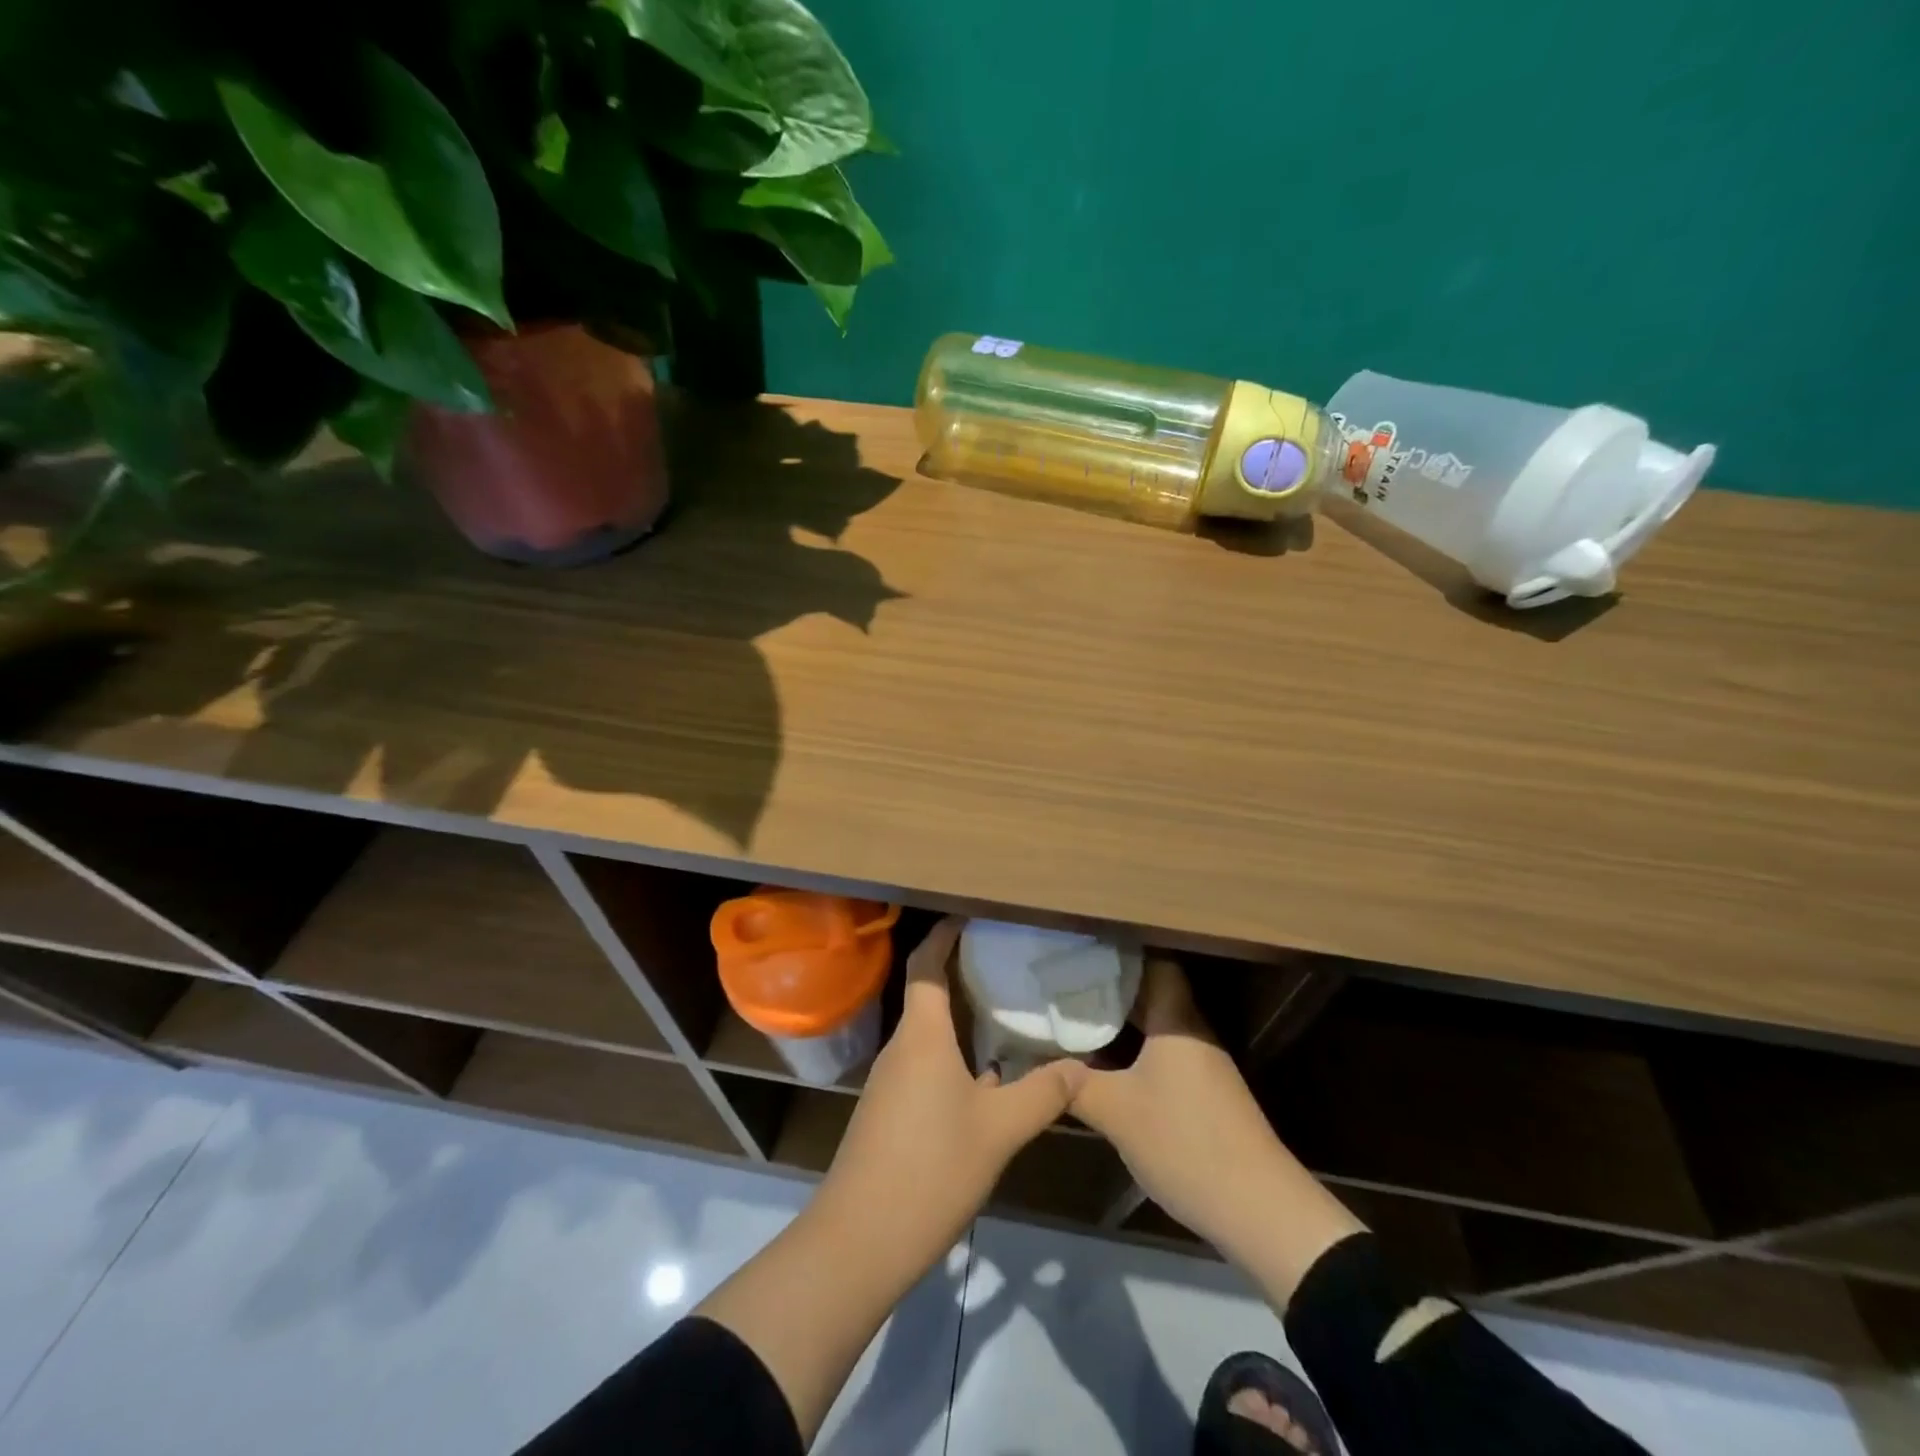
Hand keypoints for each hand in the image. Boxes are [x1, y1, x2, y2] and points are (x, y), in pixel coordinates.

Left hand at [818, 916, 1086, 1246]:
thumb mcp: (999, 1131)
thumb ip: (1042, 1094)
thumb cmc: (930, 1169)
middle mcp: (901, 1048)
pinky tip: (986, 1081)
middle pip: (927, 994)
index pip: (926, 964)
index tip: (972, 915)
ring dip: (960, 1020)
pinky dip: (953, 1057)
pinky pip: (924, 1065)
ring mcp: (890, 1082)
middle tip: (1006, 964)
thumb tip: (1079, 1066)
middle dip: (962, 973)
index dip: (944, 934)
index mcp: (922, 1036)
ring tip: (1005, 1016)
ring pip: (928, 1034)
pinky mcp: (888, 1113)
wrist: (858, 1241)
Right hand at [1070, 957, 1363, 1296]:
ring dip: (1119, 1023)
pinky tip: (1104, 1066)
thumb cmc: (1185, 1142)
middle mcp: (1192, 1033)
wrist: (1259, 1210)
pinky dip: (1133, 1052)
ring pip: (1155, 1027)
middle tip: (1061, 984)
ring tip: (1073, 1019)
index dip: (1117, 952)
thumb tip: (1036, 1063)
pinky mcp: (1204, 1096)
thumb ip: (1074, 1084)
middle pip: (1150, 994)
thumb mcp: (1116, 1112)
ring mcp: (1202, 1066)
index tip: (1078, 950)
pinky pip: (1161, 1056)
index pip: (1152, 963)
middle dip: (1108, 989)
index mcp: (1176, 1020)